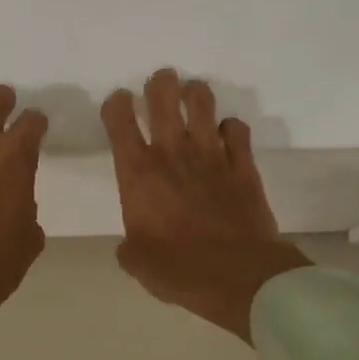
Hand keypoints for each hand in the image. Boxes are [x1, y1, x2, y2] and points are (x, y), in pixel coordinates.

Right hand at [103, 70, 310, 342]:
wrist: (239, 276)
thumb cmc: (178, 269)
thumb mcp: (136, 262)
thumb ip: (130, 244)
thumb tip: (133, 242)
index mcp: (138, 173)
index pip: (119, 121)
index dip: (116, 104)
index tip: (118, 104)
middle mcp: (173, 153)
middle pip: (163, 97)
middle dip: (159, 83)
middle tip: (160, 83)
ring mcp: (212, 154)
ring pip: (202, 103)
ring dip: (194, 93)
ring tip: (191, 94)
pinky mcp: (243, 165)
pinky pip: (237, 129)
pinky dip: (230, 127)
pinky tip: (226, 134)